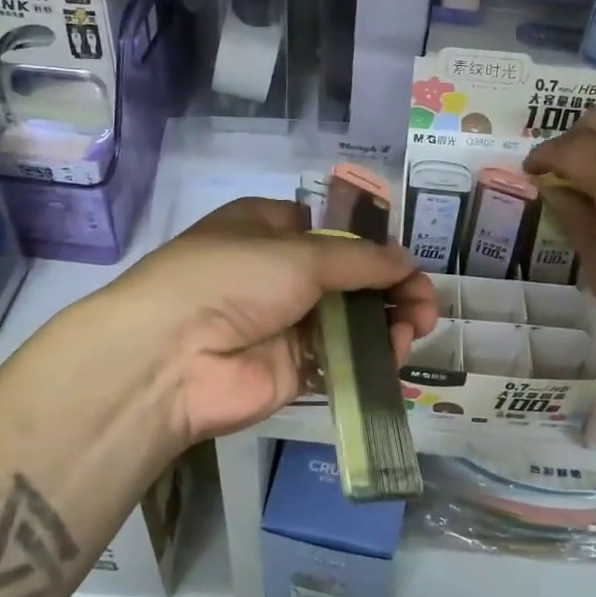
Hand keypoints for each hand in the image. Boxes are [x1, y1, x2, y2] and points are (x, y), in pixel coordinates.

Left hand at [100, 198, 437, 446]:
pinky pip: (344, 356)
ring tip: (416, 326)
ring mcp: (287, 322)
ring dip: (389, 320)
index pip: (335, 230)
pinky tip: (396, 351)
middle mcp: (280, 272)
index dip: (374, 243)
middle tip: (424, 304)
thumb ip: (360, 259)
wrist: (172, 357)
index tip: (405, 259)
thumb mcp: (300, 253)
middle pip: (351, 276)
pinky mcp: (294, 368)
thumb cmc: (232, 278)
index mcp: (271, 228)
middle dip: (392, 286)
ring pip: (353, 318)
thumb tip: (406, 261)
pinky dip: (374, 354)